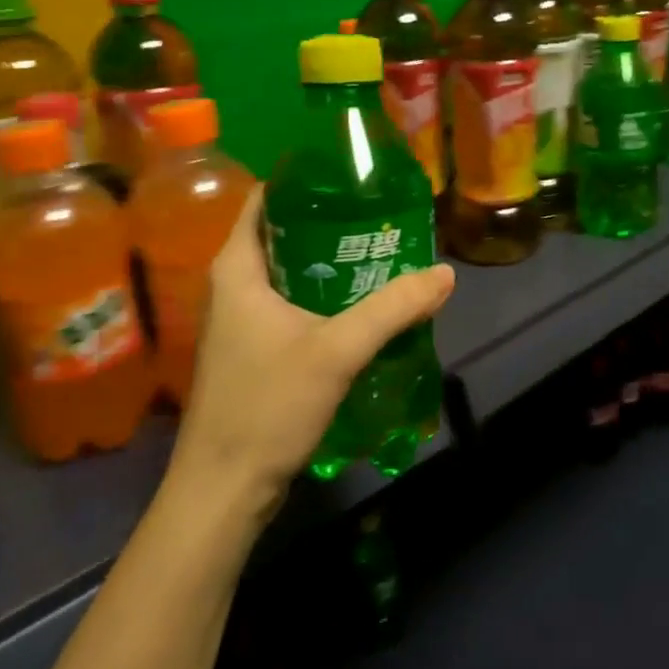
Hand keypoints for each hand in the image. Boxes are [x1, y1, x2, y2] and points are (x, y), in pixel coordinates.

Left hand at [172, 189, 455, 508]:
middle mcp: (233, 287)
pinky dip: (324, 298)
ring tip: (382, 254)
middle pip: (284, 235)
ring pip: (291, 274)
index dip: (306, 183)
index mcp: (237, 269)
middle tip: (382, 217)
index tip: (353, 178)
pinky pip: (292, 306)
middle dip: (331, 224)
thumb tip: (444, 274)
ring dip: (331, 264)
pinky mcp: (253, 351)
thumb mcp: (337, 351)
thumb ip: (393, 309)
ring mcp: (240, 321)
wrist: (224, 489)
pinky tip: (363, 306)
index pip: (266, 200)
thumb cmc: (267, 406)